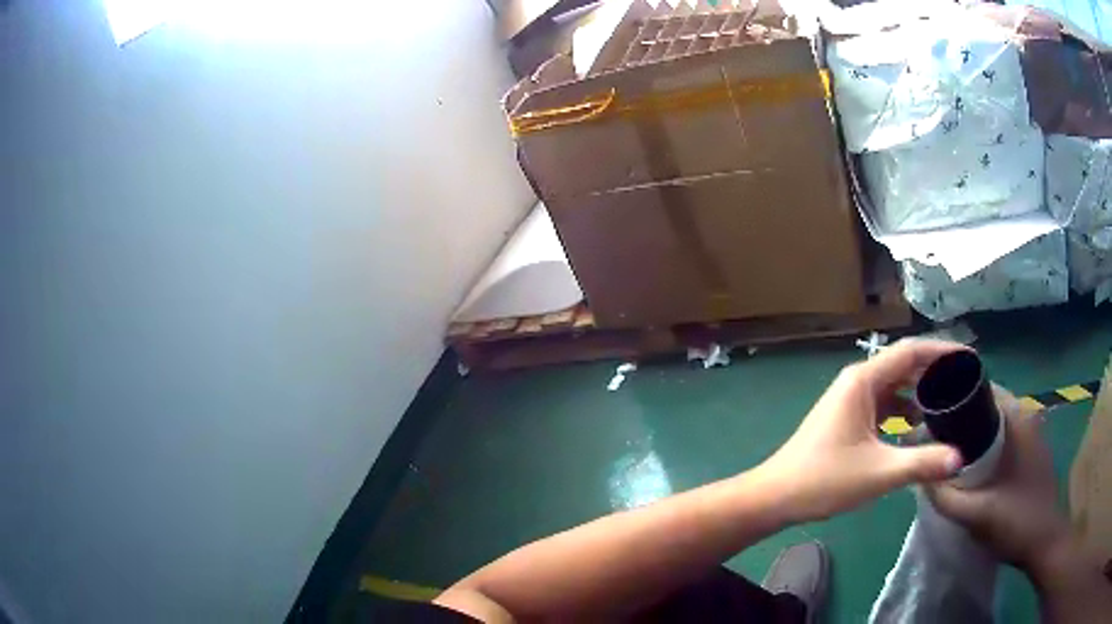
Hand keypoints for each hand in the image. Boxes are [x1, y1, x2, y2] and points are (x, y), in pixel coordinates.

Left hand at [760, 339, 964, 522]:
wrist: (775, 497)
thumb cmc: (824, 480)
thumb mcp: (879, 473)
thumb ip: (922, 463)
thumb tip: (960, 459)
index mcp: (863, 381)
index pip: (911, 351)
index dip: (942, 351)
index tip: (969, 357)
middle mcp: (857, 382)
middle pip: (904, 365)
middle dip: (935, 370)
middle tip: (965, 381)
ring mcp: (851, 401)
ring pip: (894, 387)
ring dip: (920, 392)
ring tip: (949, 401)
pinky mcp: (848, 419)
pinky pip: (884, 406)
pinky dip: (904, 411)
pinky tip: (919, 426)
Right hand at [925, 389, 1071, 571]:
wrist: (1044, 541)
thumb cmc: (1016, 521)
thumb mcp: (977, 514)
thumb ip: (947, 497)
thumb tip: (919, 477)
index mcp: (1018, 419)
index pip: (984, 389)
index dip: (957, 395)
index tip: (933, 413)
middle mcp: (1027, 417)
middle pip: (989, 405)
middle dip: (964, 418)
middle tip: (937, 437)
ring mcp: (1032, 436)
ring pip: (997, 424)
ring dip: (976, 434)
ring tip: (951, 453)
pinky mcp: (1032, 453)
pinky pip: (1005, 439)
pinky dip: (988, 446)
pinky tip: (975, 470)